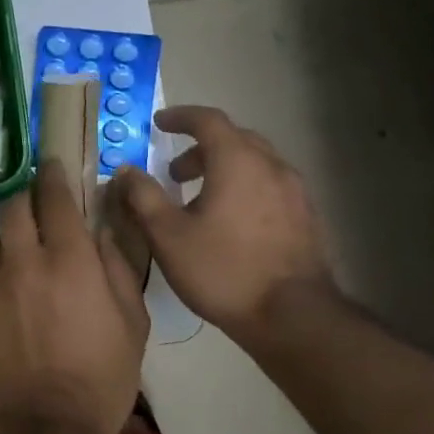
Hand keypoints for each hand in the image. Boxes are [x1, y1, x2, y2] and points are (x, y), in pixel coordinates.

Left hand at [0, 160, 150, 433]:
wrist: (49, 426)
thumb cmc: (104, 374)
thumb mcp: (132, 320)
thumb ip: (117, 266)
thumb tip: (103, 231)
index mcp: (68, 260)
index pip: (54, 198)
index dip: (52, 175)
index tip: (52, 166)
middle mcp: (24, 264)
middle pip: (12, 208)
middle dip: (26, 198)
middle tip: (39, 207)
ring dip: (11, 239)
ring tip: (27, 257)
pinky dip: (3, 281)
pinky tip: (17, 305)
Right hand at [111, 105, 335, 335]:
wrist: (292, 316)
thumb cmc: (222, 270)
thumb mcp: (167, 235)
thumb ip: (143, 196)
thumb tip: (126, 170)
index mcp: (237, 161)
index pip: (208, 120)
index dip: (180, 117)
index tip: (159, 123)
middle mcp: (271, 166)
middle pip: (235, 139)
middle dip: (201, 147)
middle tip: (174, 171)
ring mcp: (295, 192)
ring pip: (255, 163)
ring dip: (224, 168)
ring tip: (200, 199)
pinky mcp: (307, 217)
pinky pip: (270, 186)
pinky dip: (245, 187)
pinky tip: (231, 222)